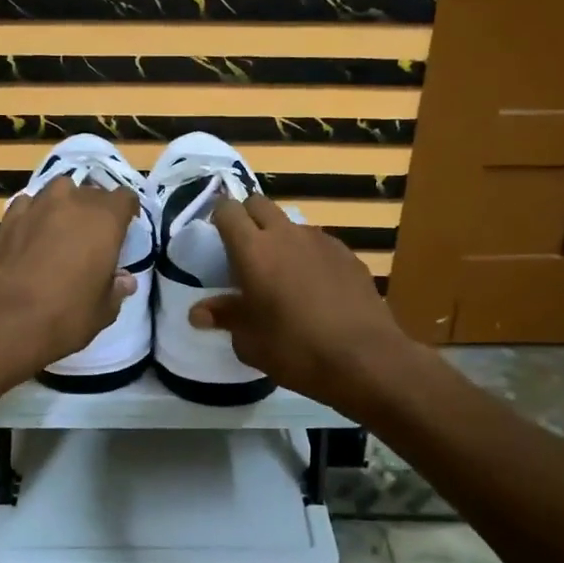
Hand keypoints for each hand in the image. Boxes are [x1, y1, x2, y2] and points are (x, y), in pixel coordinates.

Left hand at [0, 175, 138, 384]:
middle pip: (92, 192)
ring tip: (63, 230)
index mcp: (105, 219)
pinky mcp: (9, 217)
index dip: (127, 212)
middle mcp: (73, 201)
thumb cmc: (66, 316)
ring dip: (66, 205)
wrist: (4, 322)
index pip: (125, 198)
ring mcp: (38, 205)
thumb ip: (117, 288)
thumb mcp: (104, 310)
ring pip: (60, 191)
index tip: (125, 230)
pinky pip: (30, 204)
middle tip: (94, 237)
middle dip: (96, 210)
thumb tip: (124, 279)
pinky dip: (36, 214)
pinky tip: (33, 235)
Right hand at [189, 194, 414, 412]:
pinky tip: (315, 288)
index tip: (215, 236)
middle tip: (244, 250)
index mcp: (253, 250)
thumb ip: (225, 317)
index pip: (227, 210)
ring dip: (279, 238)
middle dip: (247, 217)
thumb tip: (199, 312)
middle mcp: (286, 234)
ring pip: (290, 224)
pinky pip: (318, 244)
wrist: (365, 359)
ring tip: (281, 274)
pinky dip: (308, 256)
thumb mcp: (249, 341)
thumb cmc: (295, 350)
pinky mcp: (348, 254)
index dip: (218, 217)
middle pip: (259, 204)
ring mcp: (321, 241)